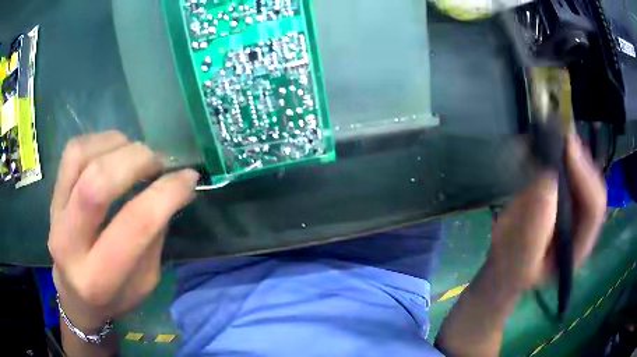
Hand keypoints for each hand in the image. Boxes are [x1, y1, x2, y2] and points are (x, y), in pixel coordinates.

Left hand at [48, 131, 198, 331]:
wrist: (74, 296)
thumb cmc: (114, 297)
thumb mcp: (145, 282)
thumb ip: (154, 236)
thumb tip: (173, 188)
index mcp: (100, 278)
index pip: (134, 224)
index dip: (166, 193)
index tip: (189, 178)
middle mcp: (70, 244)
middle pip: (97, 183)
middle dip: (137, 161)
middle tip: (160, 162)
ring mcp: (55, 214)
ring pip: (81, 157)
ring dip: (118, 146)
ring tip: (136, 155)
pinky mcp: (52, 196)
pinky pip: (72, 151)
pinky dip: (99, 141)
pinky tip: (114, 151)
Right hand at [487, 135, 606, 293]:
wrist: (506, 265)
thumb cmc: (512, 270)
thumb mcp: (520, 260)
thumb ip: (534, 229)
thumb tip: (548, 178)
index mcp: (579, 246)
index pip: (595, 208)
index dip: (586, 176)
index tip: (567, 147)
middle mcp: (583, 223)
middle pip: (593, 185)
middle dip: (580, 159)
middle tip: (560, 136)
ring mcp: (575, 208)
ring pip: (583, 174)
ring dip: (570, 153)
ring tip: (552, 137)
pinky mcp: (564, 195)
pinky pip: (569, 169)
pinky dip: (559, 154)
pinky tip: (546, 146)